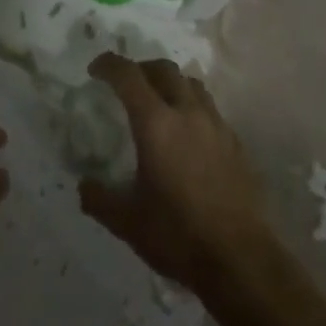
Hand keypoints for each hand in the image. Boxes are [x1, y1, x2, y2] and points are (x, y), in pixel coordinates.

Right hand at [78, 53, 276, 292]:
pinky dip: (192, 107)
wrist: (241, 260)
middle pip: (164, 69)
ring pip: (191, 84)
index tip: (95, 70)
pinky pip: (210, 109)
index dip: (109, 65)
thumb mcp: (127, 222)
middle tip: (126, 84)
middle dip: (141, 68)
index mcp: (156, 123)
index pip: (128, 75)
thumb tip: (84, 185)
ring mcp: (216, 126)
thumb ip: (99, 199)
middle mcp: (188, 113)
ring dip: (170, 83)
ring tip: (158, 103)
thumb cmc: (178, 235)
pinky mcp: (236, 143)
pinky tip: (187, 135)